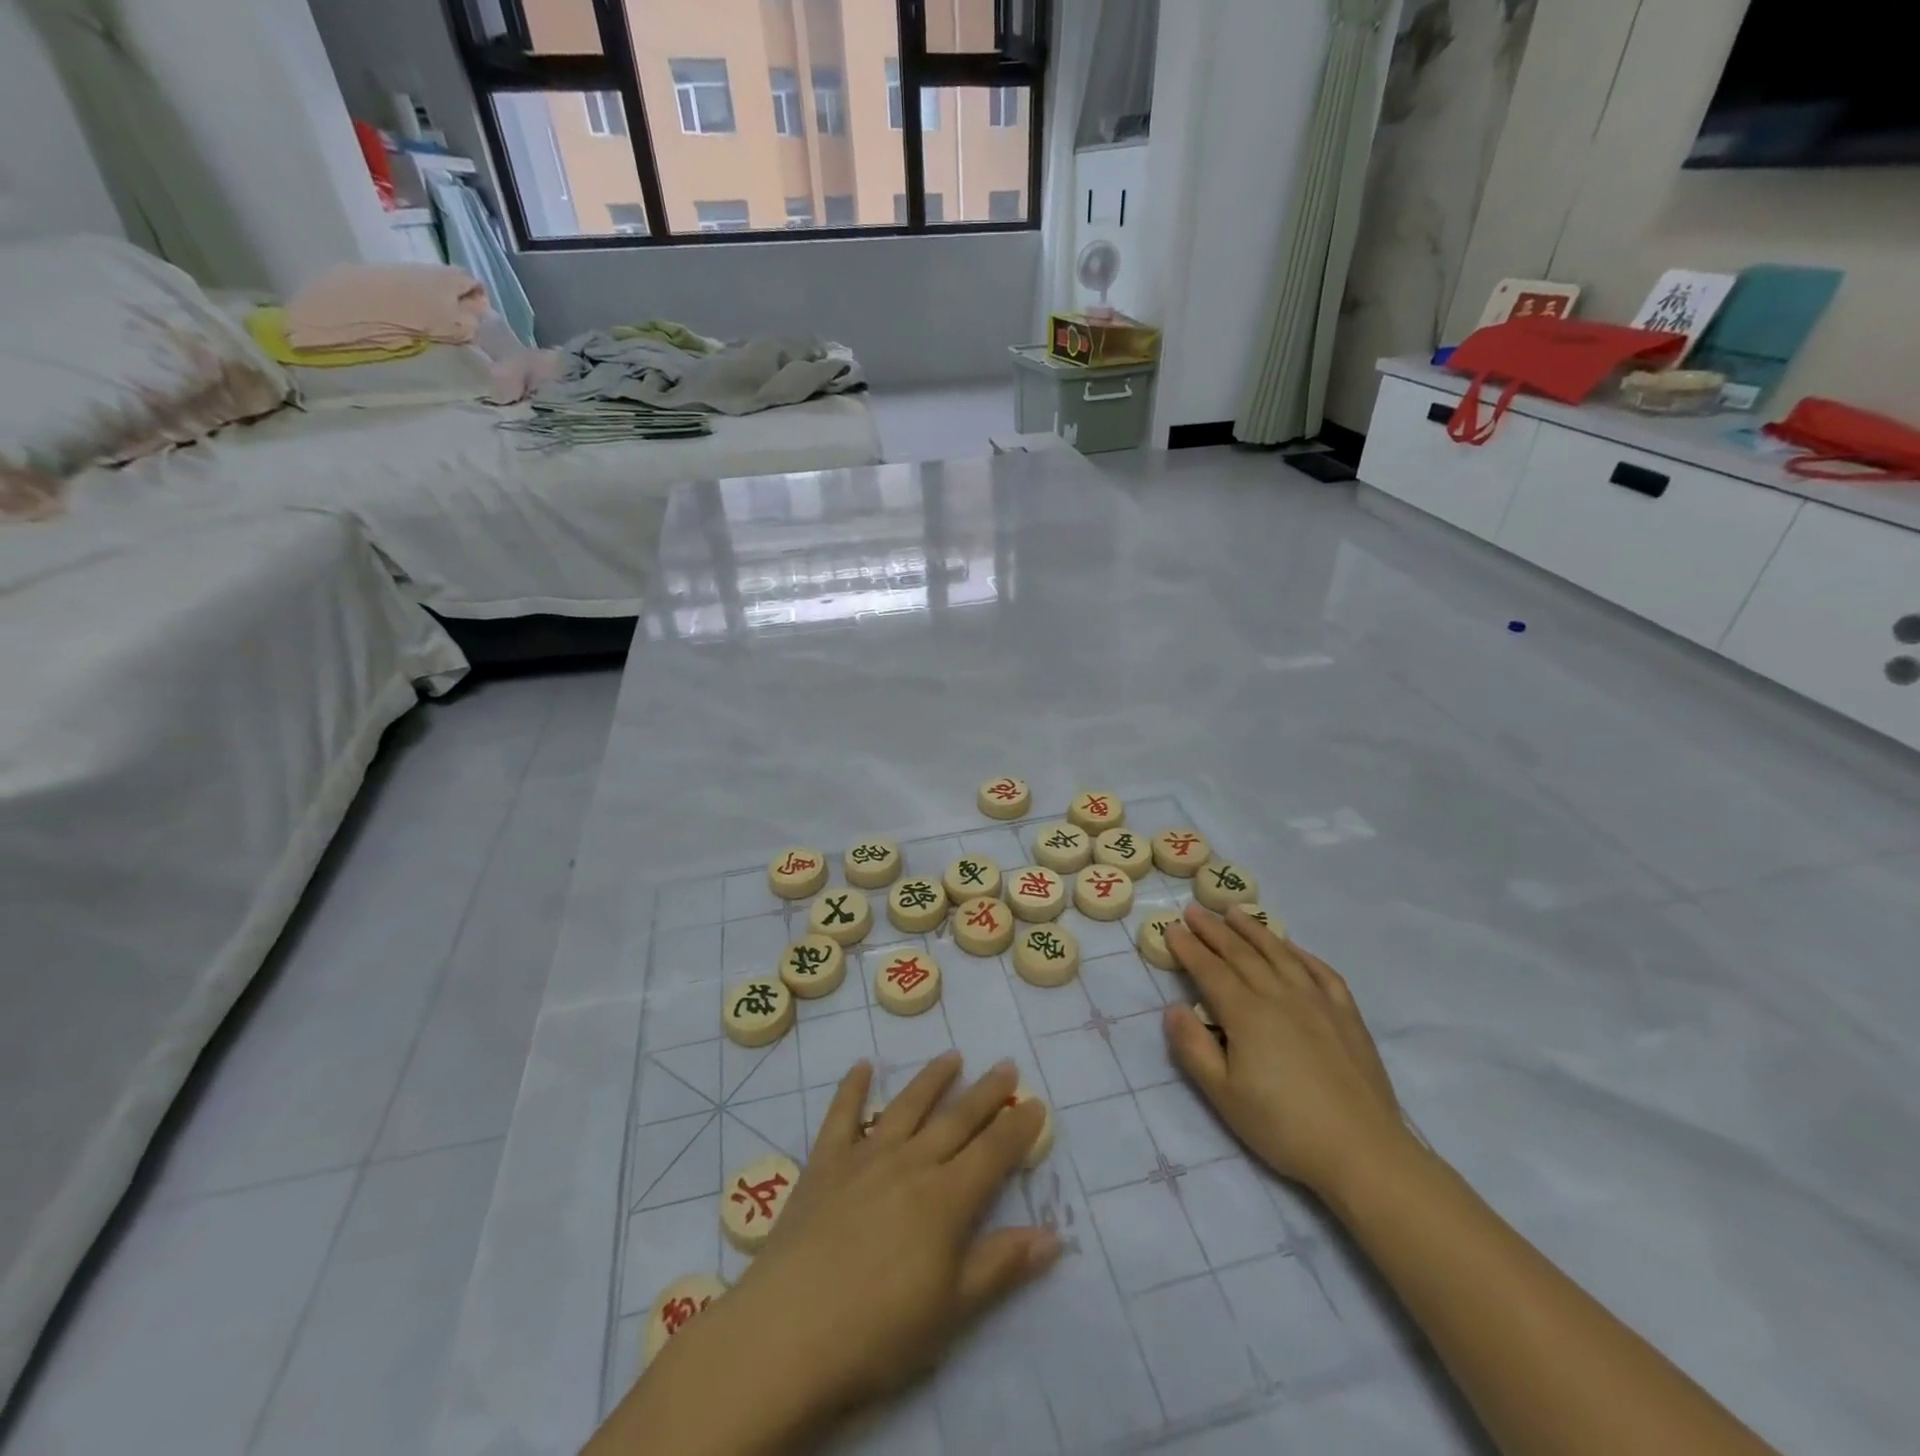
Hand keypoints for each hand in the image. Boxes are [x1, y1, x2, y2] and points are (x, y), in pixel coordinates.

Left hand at [712, 1055, 1058, 1416]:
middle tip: (1006, 1066)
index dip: (1018, 1128)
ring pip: (907, 1106)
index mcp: (946, 1199)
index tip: (1036, 1102)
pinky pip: (842, 1114)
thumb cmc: (878, 1331)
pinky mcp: (825, 1162)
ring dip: (932, 1079)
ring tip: (952, 1056)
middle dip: (986, 1093)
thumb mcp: (952, 1310)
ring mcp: (865, 1156)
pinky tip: (862, 1066)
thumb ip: (1001, 1265)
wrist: (788, 1331)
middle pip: (956, 1119)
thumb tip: (1055, 1235)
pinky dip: (852, 1088)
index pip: (993, 1152)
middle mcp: (911, 1163)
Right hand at [1162, 905, 1411, 1201]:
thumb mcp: (1223, 1095)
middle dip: (1214, 930)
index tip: (1171, 928)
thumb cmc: (1283, 1126)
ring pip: (1279, 954)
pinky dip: (1301, 953)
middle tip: (1194, 910)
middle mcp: (1279, 996)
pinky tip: (1290, 947)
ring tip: (1235, 912)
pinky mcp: (1346, 1015)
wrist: (1362, 1151)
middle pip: (1241, 954)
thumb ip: (1193, 1048)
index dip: (1188, 948)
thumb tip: (1173, 1008)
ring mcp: (1317, 1001)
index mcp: (1246, 1014)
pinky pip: (1320, 971)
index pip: (1209, 970)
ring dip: (1254, 930)